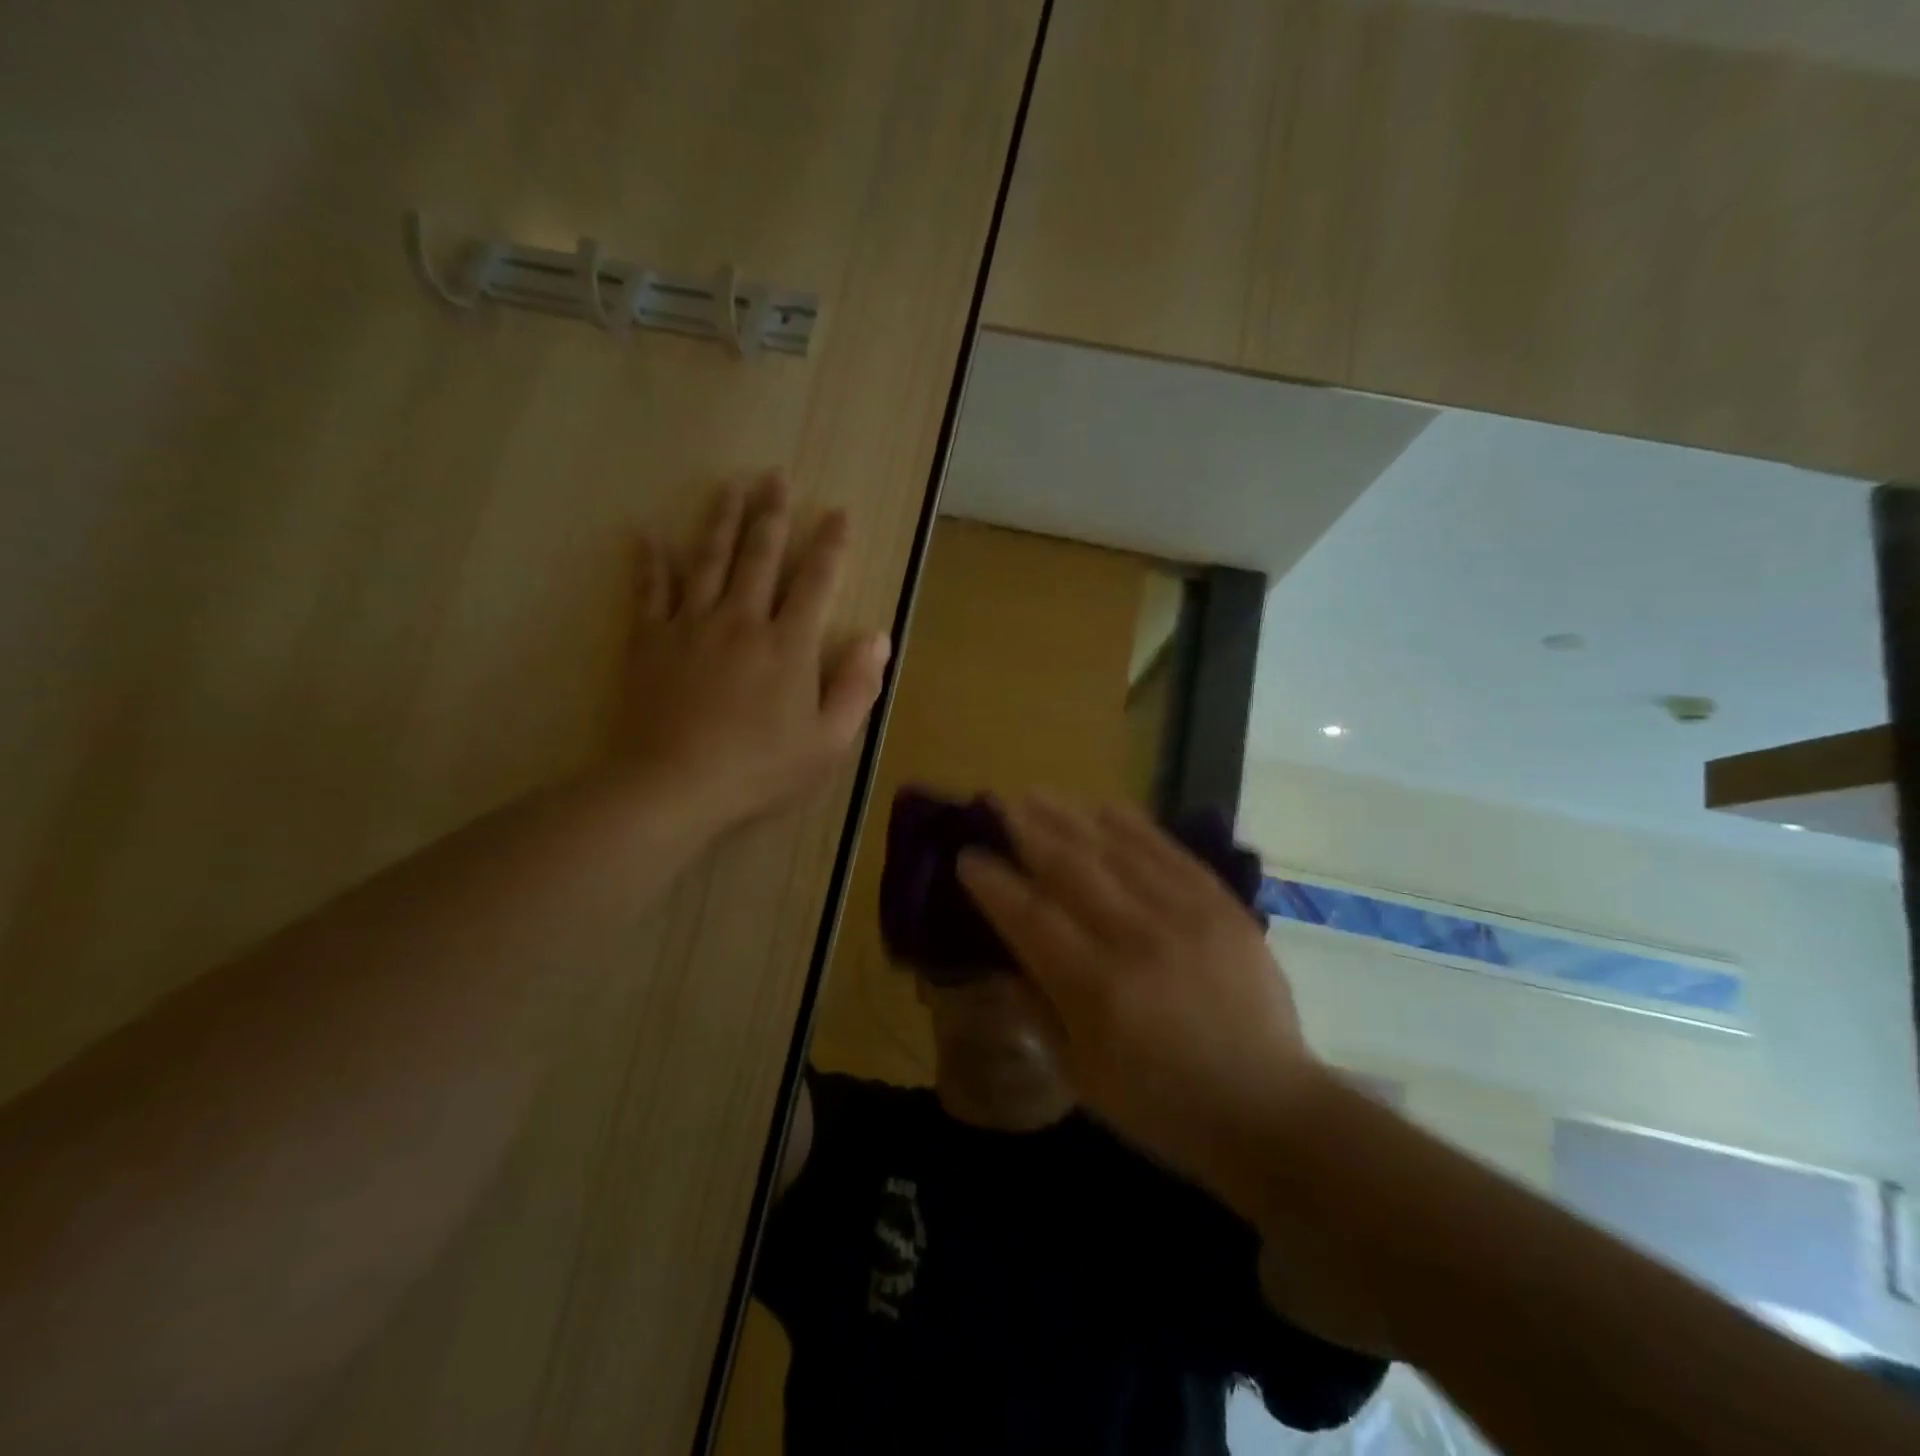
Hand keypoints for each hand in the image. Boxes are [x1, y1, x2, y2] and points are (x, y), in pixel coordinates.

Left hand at [615, 475, 889, 833]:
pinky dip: (650, 563)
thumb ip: (857, 687)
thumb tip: (878, 638)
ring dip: (721, 521)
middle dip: (771, 515)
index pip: (816, 582)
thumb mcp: (828, 741)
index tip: (838, 513)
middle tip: (775, 477)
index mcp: (788, 644)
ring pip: (708, 560)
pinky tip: (647, 536)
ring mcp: (692, 626)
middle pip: (759, 556)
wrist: (674, 785)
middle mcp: (742, 620)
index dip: (830, 546)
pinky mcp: (650, 642)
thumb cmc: (759, 768)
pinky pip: (649, 592)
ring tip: (729, 487)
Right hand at [957, 794, 1326, 1200]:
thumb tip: (1005, 952)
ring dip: (1070, 816)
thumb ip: (1038, 1006)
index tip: (968, 855)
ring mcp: (1186, 916)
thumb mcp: (1081, 1074)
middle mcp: (1138, 940)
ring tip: (1037, 794)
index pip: (1030, 917)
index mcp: (1097, 990)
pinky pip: (1169, 851)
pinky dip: (1132, 824)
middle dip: (1026, 831)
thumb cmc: (1161, 1105)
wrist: (1267, 1110)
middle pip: (1070, 867)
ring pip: (1116, 849)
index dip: (993, 882)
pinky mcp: (1221, 906)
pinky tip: (1104, 805)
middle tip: (998, 806)